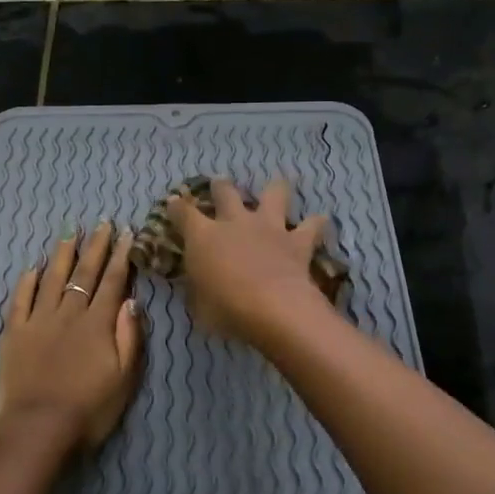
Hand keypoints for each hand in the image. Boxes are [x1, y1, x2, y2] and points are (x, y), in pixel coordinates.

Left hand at [0, 221, 144, 462]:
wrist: (38, 429)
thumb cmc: (89, 409)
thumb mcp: (124, 378)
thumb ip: (129, 336)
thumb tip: (132, 300)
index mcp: (98, 323)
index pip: (112, 281)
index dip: (120, 256)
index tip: (126, 233)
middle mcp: (68, 313)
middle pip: (83, 273)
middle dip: (95, 246)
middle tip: (102, 223)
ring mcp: (38, 320)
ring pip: (52, 279)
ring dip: (62, 255)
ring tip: (70, 233)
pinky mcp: (14, 333)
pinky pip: (20, 300)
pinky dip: (27, 282)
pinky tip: (33, 268)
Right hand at [169, 179, 332, 346]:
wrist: (272, 308)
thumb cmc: (225, 309)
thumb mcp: (198, 305)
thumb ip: (197, 288)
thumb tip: (197, 284)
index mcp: (203, 236)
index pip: (183, 213)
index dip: (176, 207)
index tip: (173, 204)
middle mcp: (235, 222)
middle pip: (226, 192)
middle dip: (220, 187)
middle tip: (220, 184)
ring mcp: (268, 227)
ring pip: (274, 193)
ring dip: (275, 190)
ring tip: (277, 188)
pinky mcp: (297, 240)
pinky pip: (312, 225)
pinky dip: (316, 223)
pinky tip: (320, 221)